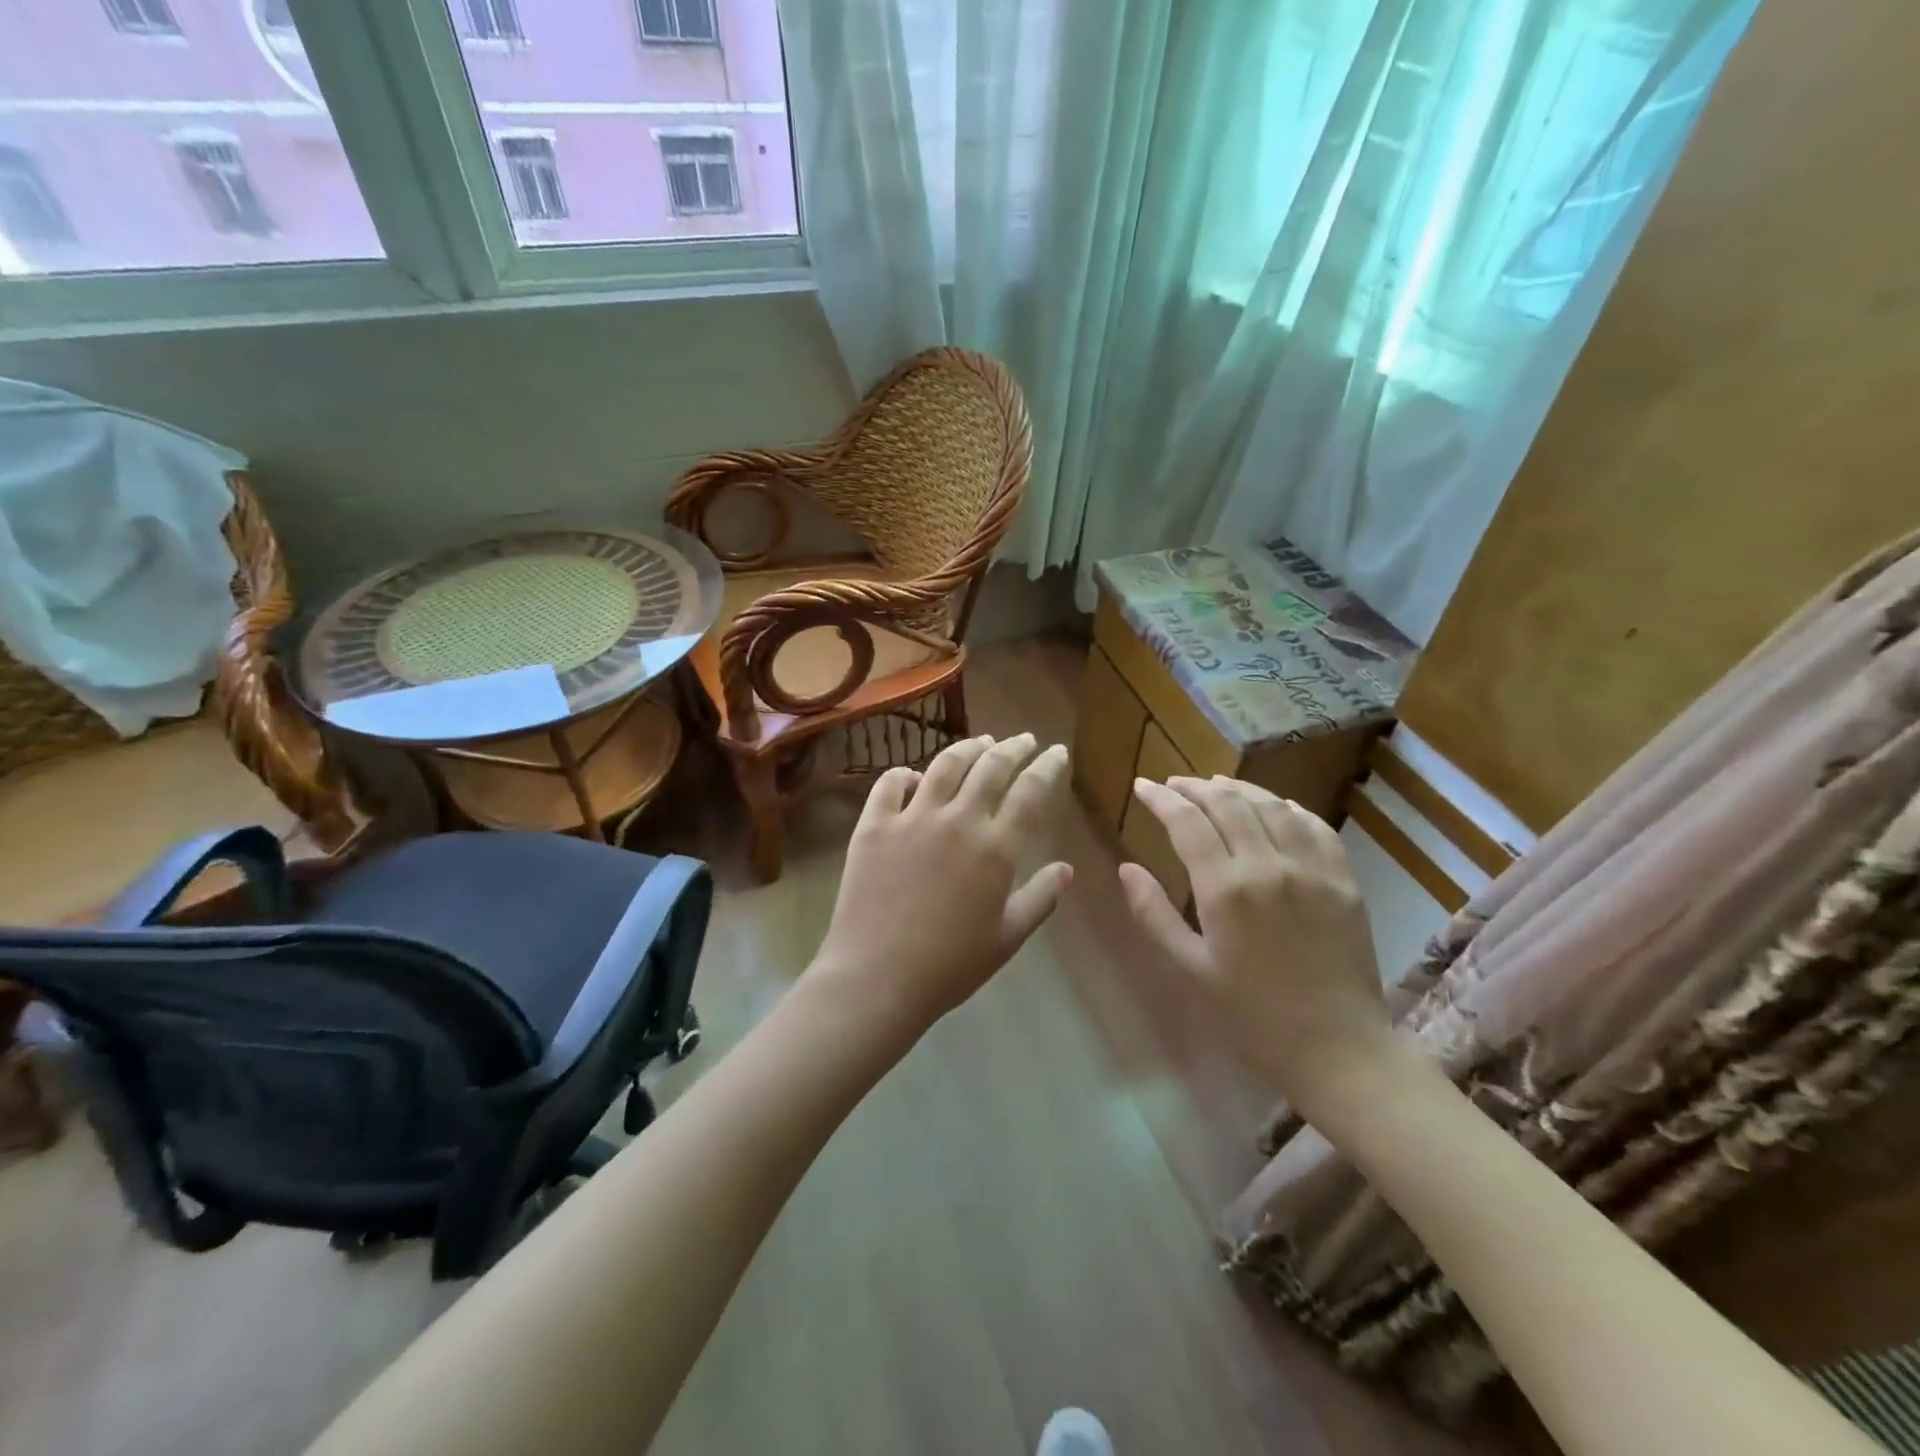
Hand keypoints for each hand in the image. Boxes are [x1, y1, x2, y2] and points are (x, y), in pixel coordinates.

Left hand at [812, 734, 1071, 1035]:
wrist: (877, 978)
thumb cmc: (950, 966)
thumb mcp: (1007, 938)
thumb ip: (1041, 899)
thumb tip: (1067, 869)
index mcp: (995, 847)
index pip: (1030, 791)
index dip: (1047, 766)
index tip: (1057, 752)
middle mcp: (957, 820)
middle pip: (991, 767)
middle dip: (1013, 747)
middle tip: (1023, 740)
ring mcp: (911, 818)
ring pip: (944, 765)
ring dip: (967, 748)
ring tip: (980, 742)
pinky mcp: (873, 825)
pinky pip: (889, 783)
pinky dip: (905, 773)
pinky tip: (914, 776)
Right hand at [1120, 775, 1391, 1105]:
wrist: (1338, 1050)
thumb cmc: (1252, 1016)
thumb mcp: (1190, 969)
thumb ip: (1154, 914)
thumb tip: (1126, 868)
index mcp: (1226, 889)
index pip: (1187, 822)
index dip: (1161, 798)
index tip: (1142, 785)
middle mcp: (1269, 866)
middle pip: (1228, 803)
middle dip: (1195, 787)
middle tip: (1173, 784)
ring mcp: (1313, 869)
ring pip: (1272, 805)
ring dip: (1239, 789)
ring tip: (1216, 786)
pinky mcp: (1344, 880)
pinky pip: (1314, 826)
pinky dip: (1289, 807)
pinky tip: (1275, 806)